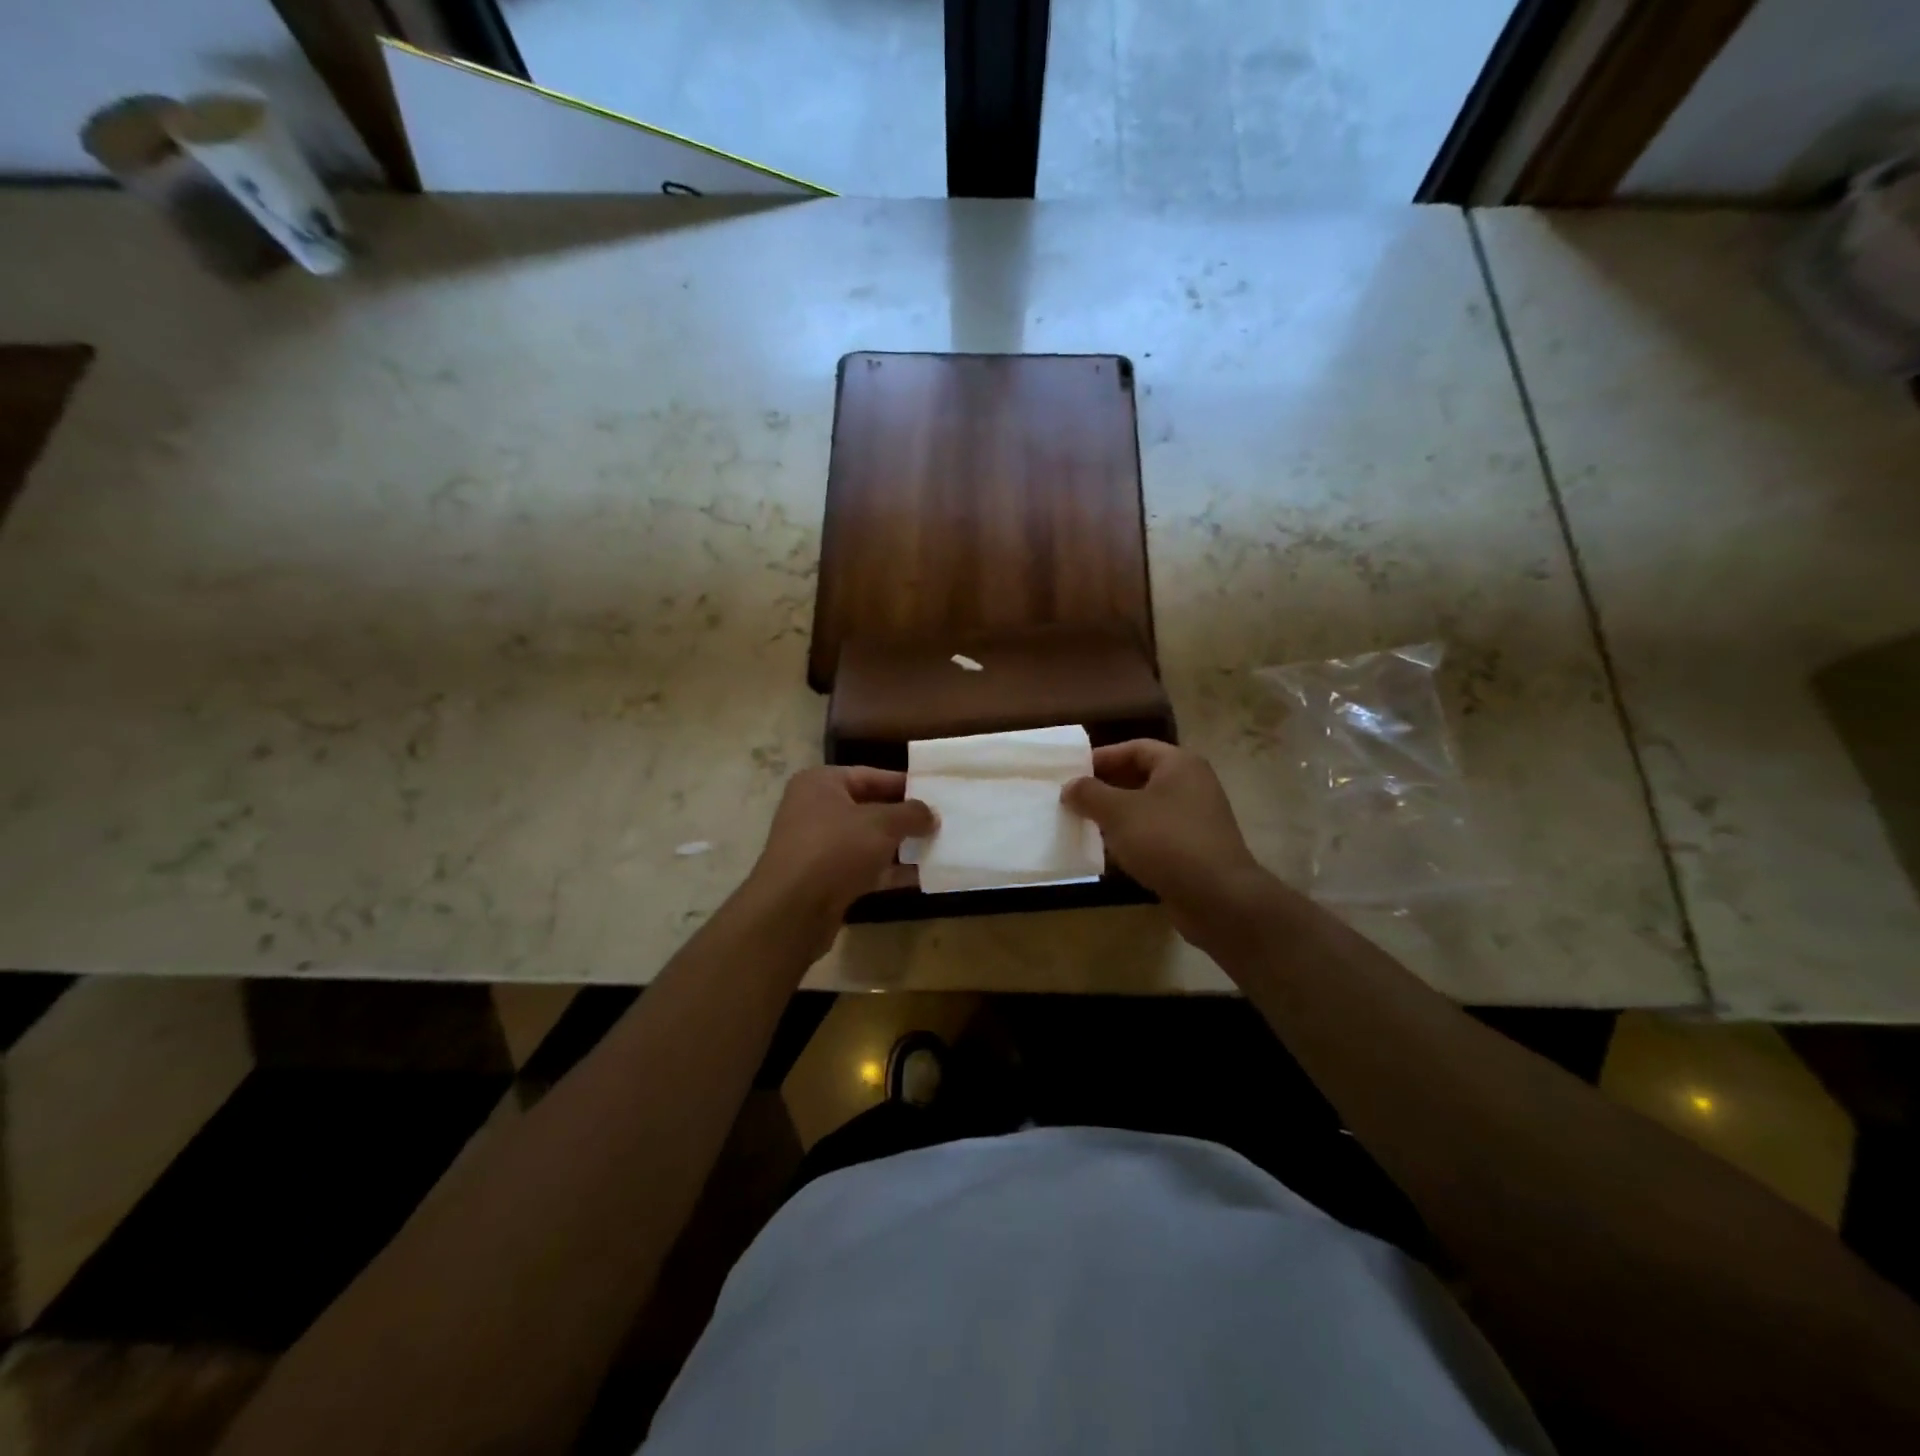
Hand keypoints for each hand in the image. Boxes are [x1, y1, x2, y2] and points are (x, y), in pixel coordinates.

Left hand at [742, 767, 933, 953]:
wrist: (793, 909)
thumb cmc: (835, 848)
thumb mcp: (881, 823)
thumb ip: (911, 814)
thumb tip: (931, 814)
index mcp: (821, 783)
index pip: (871, 775)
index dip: (905, 784)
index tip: (936, 793)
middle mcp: (815, 810)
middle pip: (870, 808)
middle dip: (905, 817)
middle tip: (942, 821)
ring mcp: (818, 847)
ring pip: (868, 841)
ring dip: (901, 846)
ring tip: (939, 847)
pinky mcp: (825, 880)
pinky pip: (864, 869)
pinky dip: (890, 871)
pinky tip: (922, 877)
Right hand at [1061, 740, 1270, 945]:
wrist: (1218, 897)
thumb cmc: (1166, 841)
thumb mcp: (1119, 812)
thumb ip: (1090, 794)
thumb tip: (1070, 786)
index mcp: (1179, 764)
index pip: (1135, 748)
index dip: (1102, 757)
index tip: (1072, 773)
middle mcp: (1192, 785)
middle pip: (1141, 776)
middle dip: (1106, 788)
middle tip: (1075, 800)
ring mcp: (1196, 818)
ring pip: (1147, 808)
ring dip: (1117, 815)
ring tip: (1085, 825)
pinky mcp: (1195, 848)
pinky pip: (1157, 834)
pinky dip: (1133, 839)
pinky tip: (1110, 854)